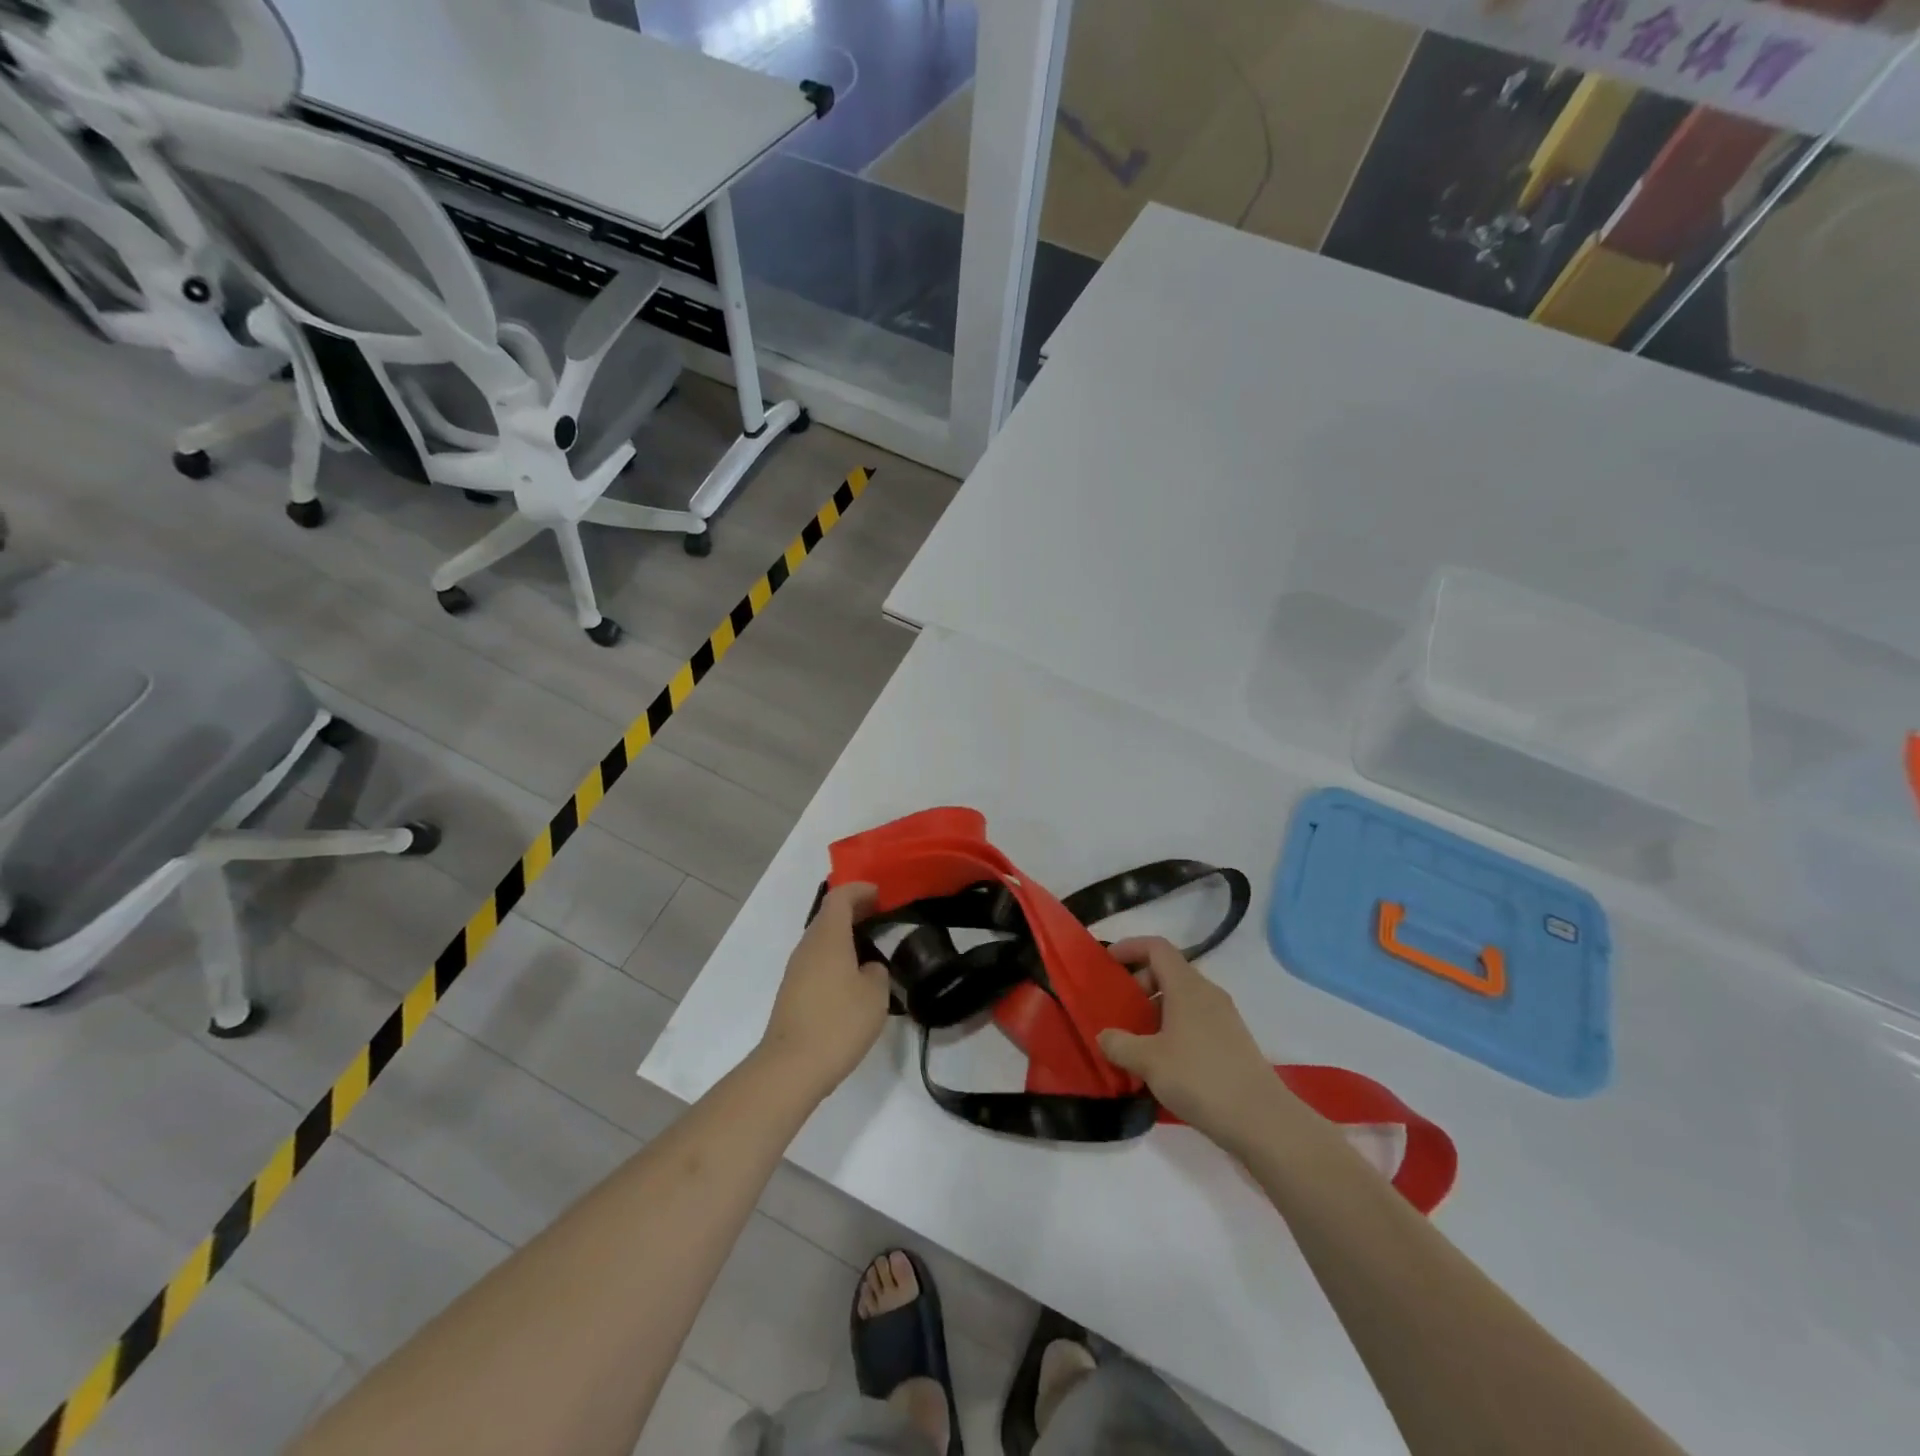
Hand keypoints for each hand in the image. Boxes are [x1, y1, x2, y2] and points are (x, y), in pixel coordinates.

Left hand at [756, 883, 891, 1100]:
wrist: (791, 1067)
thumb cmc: (838, 1022)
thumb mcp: (875, 995)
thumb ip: (877, 972)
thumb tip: (867, 968)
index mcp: (828, 937)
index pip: (840, 897)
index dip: (860, 890)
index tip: (881, 895)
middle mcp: (807, 947)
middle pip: (829, 916)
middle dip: (854, 912)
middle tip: (881, 918)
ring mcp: (796, 970)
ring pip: (822, 940)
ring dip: (845, 937)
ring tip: (872, 949)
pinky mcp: (792, 992)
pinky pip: (817, 961)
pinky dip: (836, 957)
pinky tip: (853, 978)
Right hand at [1098, 937, 1299, 1150]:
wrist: (1262, 1122)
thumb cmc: (1201, 1079)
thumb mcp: (1149, 1062)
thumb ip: (1119, 1044)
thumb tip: (1104, 1036)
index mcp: (1187, 986)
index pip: (1156, 947)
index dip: (1129, 947)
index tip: (1107, 963)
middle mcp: (1207, 993)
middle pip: (1167, 971)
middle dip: (1138, 985)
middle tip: (1117, 1011)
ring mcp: (1223, 1018)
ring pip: (1181, 999)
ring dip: (1154, 1010)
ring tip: (1134, 1040)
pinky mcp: (1231, 1042)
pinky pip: (1194, 1020)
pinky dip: (1171, 1028)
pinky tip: (1161, 1062)